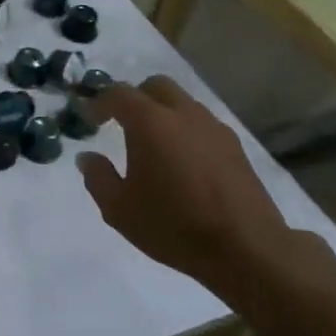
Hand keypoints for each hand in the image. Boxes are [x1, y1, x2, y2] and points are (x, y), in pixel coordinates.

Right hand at [78, 76, 328, 296]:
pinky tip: (182, 161)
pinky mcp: (235, 146)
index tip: (88, 119)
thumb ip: (97, 177)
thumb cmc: (174, 226)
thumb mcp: (119, 209)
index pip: (118, 94)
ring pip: (182, 102)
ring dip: (162, 112)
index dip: (98, 103)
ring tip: (153, 145)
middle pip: (155, 86)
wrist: (246, 249)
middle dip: (134, 98)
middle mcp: (183, 114)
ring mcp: (214, 128)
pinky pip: (202, 123)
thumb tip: (88, 157)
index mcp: (150, 123)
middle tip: (121, 123)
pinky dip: (185, 130)